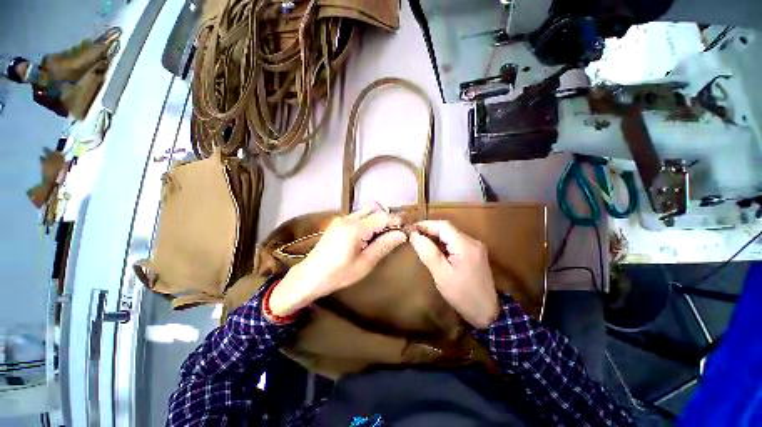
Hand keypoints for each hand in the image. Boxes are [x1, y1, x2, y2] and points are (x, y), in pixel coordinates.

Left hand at [269, 203, 406, 316]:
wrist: (309, 276)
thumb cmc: (338, 274)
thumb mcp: (365, 264)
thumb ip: (384, 246)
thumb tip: (402, 234)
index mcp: (356, 229)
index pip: (383, 216)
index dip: (397, 220)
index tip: (407, 228)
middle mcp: (348, 218)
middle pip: (375, 207)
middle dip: (387, 216)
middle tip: (393, 232)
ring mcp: (341, 218)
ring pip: (366, 210)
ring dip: (378, 218)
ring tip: (381, 235)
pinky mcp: (338, 222)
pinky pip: (358, 215)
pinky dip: (368, 220)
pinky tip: (367, 236)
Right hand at [409, 220, 499, 328]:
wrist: (487, 312)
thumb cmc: (462, 295)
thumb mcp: (441, 275)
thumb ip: (427, 252)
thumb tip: (414, 235)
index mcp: (465, 245)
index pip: (443, 226)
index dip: (426, 225)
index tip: (411, 228)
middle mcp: (473, 241)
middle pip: (448, 228)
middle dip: (430, 230)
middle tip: (414, 236)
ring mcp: (476, 247)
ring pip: (451, 234)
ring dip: (436, 236)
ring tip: (421, 242)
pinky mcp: (475, 253)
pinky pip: (456, 242)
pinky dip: (443, 243)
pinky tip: (435, 250)